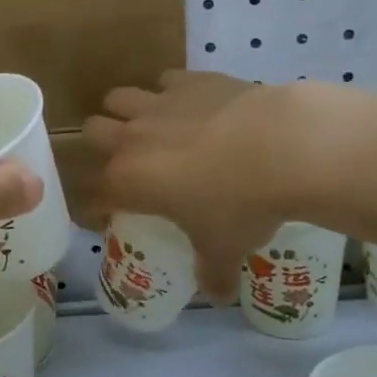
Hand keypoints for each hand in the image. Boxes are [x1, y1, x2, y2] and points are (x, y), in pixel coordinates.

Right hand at [85, 71, 300, 297]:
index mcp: (128, 180)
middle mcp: (132, 137)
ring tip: (153, 128)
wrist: (283, 147)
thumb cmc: (241, 205)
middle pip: (92, 131)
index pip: (93, 195)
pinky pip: (165, 80)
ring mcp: (159, 103)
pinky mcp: (190, 80)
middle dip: (102, 146)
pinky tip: (193, 106)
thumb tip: (216, 296)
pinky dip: (172, 93)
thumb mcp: (224, 249)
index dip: (96, 208)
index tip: (109, 216)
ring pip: (118, 97)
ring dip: (127, 112)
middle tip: (130, 164)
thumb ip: (212, 273)